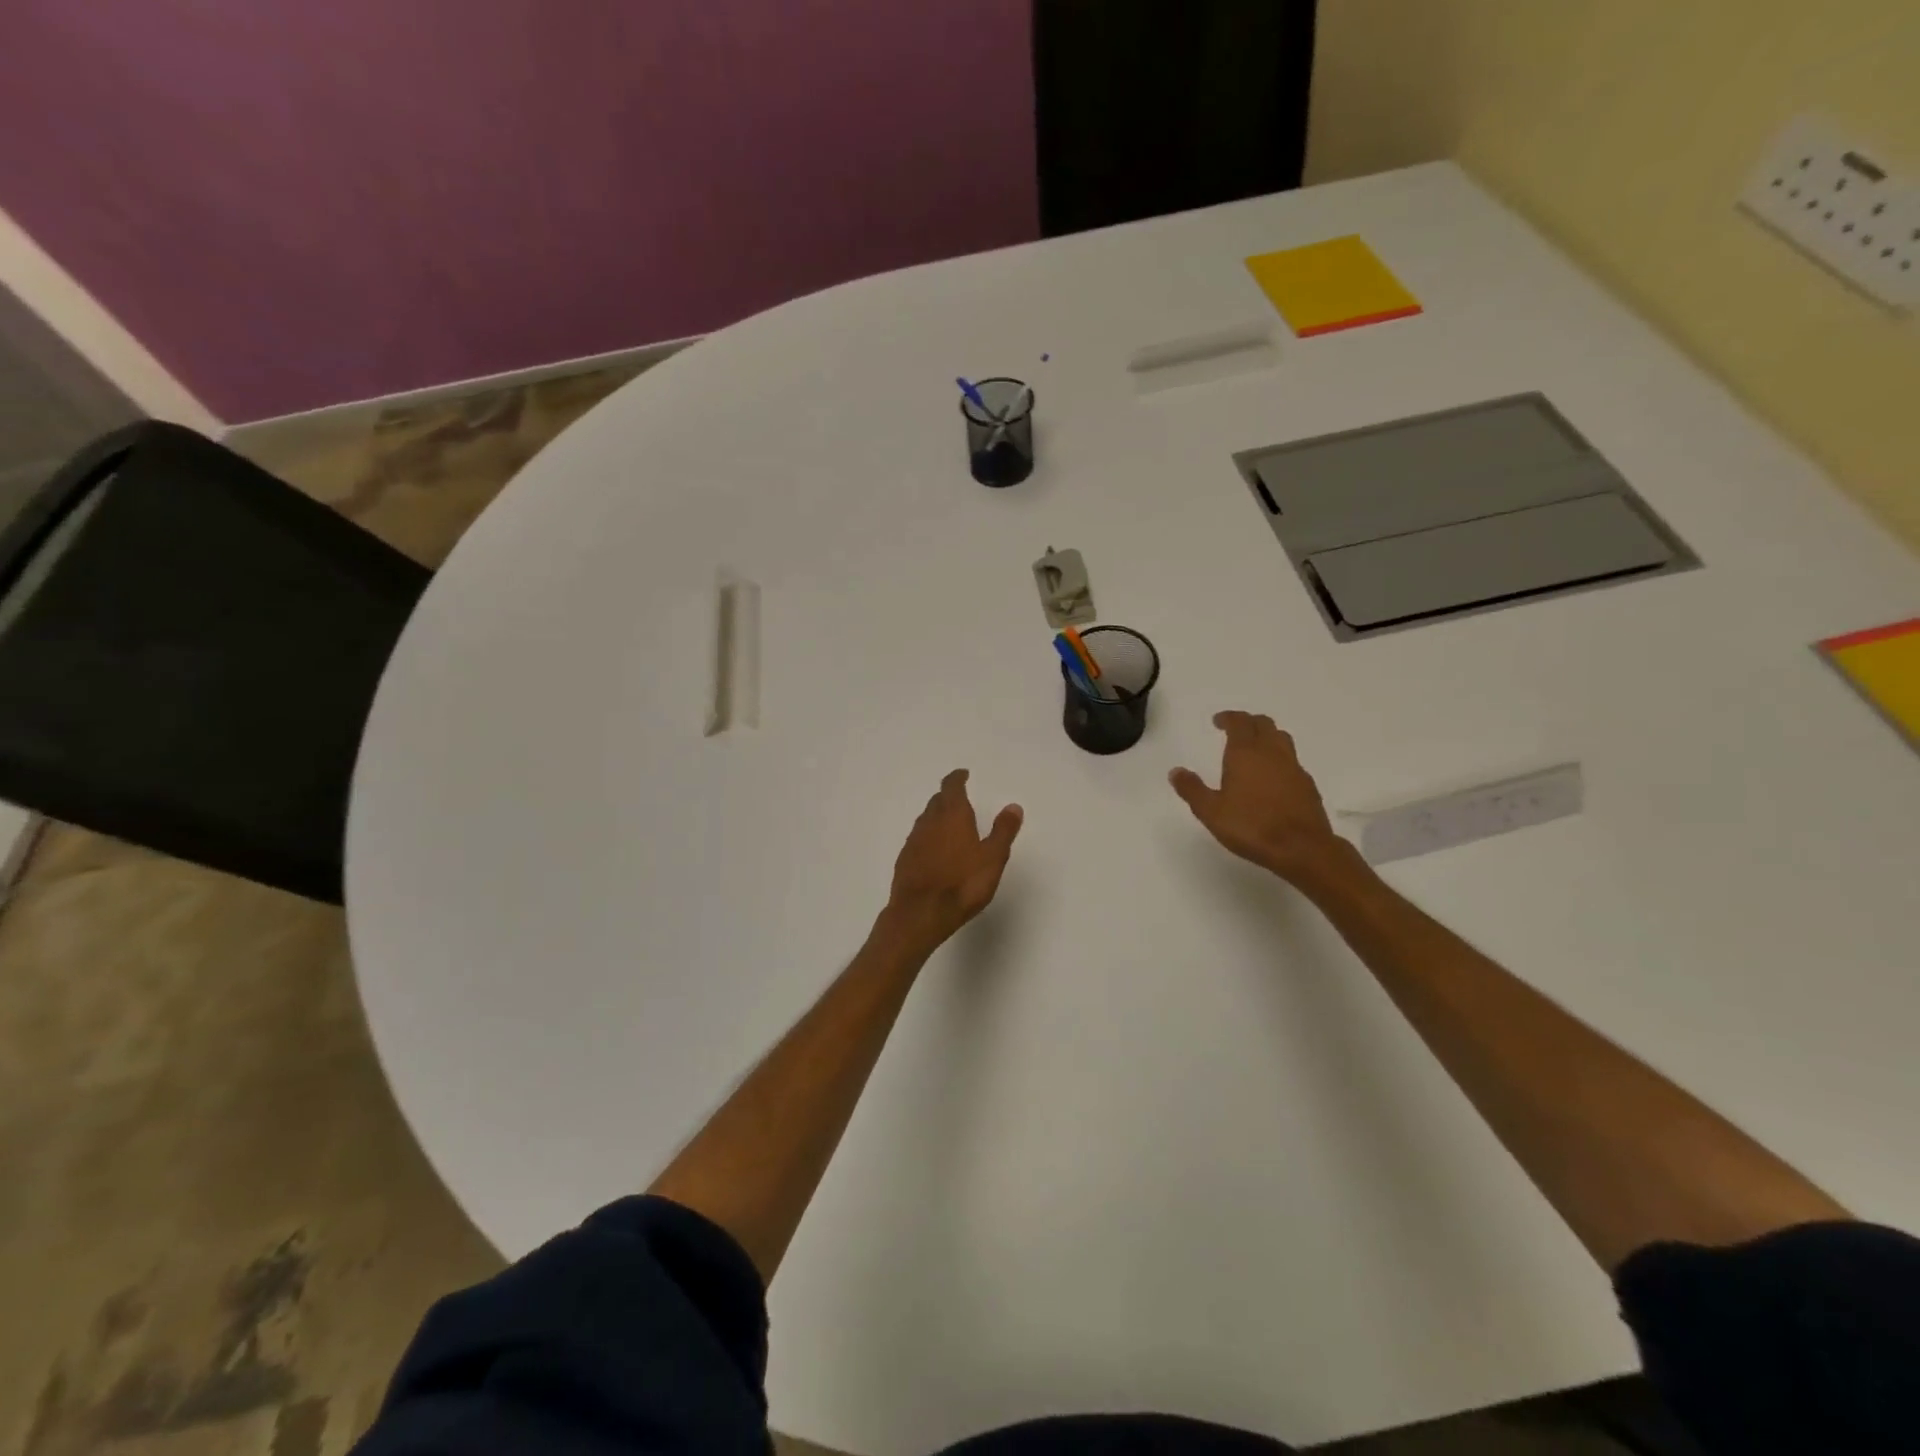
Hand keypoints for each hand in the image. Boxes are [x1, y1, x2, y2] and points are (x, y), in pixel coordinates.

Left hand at [886, 770, 1023, 948]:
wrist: (920, 914)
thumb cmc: (962, 884)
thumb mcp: (993, 858)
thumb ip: (1003, 831)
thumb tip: (1013, 806)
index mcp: (952, 815)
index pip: (952, 787)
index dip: (957, 778)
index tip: (963, 774)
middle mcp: (929, 822)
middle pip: (937, 801)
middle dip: (948, 797)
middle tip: (960, 798)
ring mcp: (913, 841)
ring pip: (926, 819)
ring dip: (937, 816)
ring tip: (950, 823)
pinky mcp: (904, 860)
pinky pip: (918, 839)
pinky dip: (928, 837)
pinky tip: (935, 850)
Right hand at [1170, 712, 1349, 886]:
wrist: (1302, 848)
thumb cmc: (1251, 826)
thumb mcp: (1210, 811)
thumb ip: (1192, 789)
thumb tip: (1176, 771)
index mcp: (1246, 753)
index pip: (1239, 722)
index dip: (1228, 718)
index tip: (1218, 721)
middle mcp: (1272, 753)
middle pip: (1264, 724)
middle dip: (1248, 722)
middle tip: (1235, 729)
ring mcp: (1294, 767)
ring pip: (1281, 739)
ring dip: (1267, 736)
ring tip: (1255, 748)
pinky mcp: (1308, 785)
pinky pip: (1292, 761)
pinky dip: (1280, 759)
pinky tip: (1273, 777)